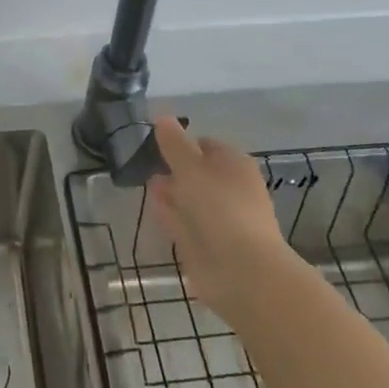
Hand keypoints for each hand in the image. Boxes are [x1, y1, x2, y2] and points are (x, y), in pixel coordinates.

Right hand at [148, 117, 306, 325]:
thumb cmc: (220, 209)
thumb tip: (162, 116)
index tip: (157, 144)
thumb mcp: (191, 168)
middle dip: (175, 169)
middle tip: (147, 163)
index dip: (183, 143)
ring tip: (147, 182)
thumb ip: (174, 144)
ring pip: (190, 199)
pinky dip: (170, 213)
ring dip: (171, 192)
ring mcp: (219, 219)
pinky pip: (184, 222)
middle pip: (198, 173)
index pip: (206, 145)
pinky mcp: (206, 244)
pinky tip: (153, 206)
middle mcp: (229, 189)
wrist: (241, 271)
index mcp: (234, 165)